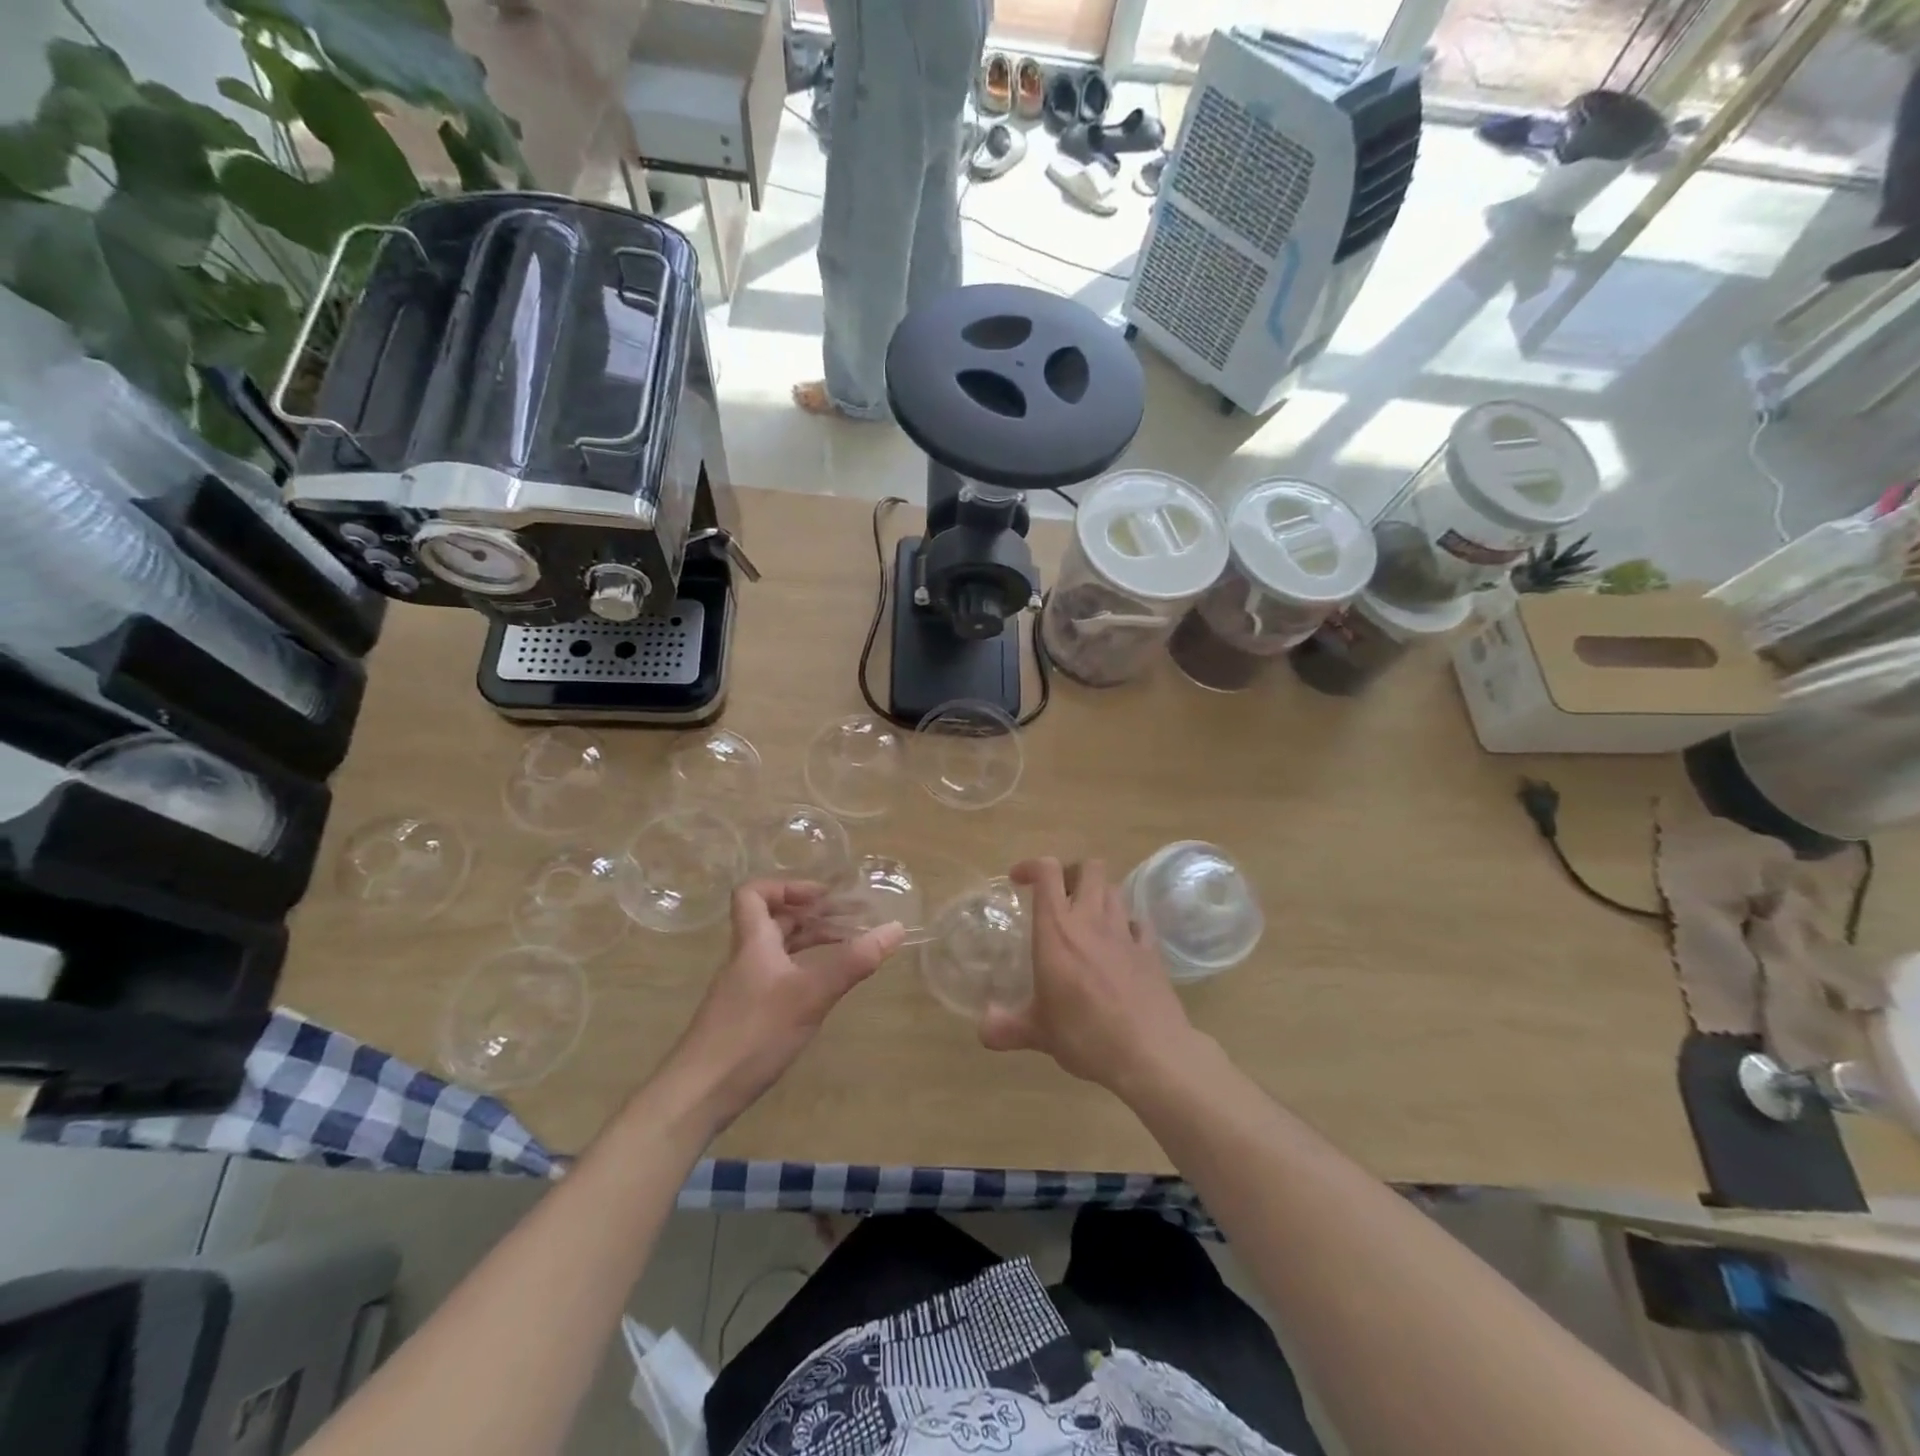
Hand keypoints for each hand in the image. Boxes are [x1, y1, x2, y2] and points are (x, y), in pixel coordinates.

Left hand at [670, 881, 903, 1129]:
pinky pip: (779, 975)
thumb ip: (853, 961)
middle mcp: (746, 958)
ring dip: (811, 941)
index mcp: (753, 942)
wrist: (699, 1094)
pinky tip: (824, 988)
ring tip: (849, 946)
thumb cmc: (754, 1033)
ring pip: (778, 949)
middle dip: (813, 914)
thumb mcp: (811, 994)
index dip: (787, 886)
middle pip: (774, 920)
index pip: (753, 893)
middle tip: (852, 918)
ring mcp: (744, 988)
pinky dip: (804, 970)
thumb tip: (896, 927)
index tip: (823, 896)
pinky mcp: (746, 1015)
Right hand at [979, 857, 1196, 1090]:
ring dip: (1098, 895)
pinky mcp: (1150, 951)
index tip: (1018, 880)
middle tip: (1058, 896)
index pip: (1047, 873)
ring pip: (1114, 890)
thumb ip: (1006, 1027)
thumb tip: (982, 1029)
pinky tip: (1119, 944)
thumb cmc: (1085, 1036)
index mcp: (1057, 931)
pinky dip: (1126, 924)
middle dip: (1072, 873)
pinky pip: (1138, 922)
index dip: (1032, 866)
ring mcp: (1125, 933)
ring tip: (1086, 918)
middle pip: (1089, 868)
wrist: (1150, 1053)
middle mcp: (1091, 921)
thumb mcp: (1039, 1033)